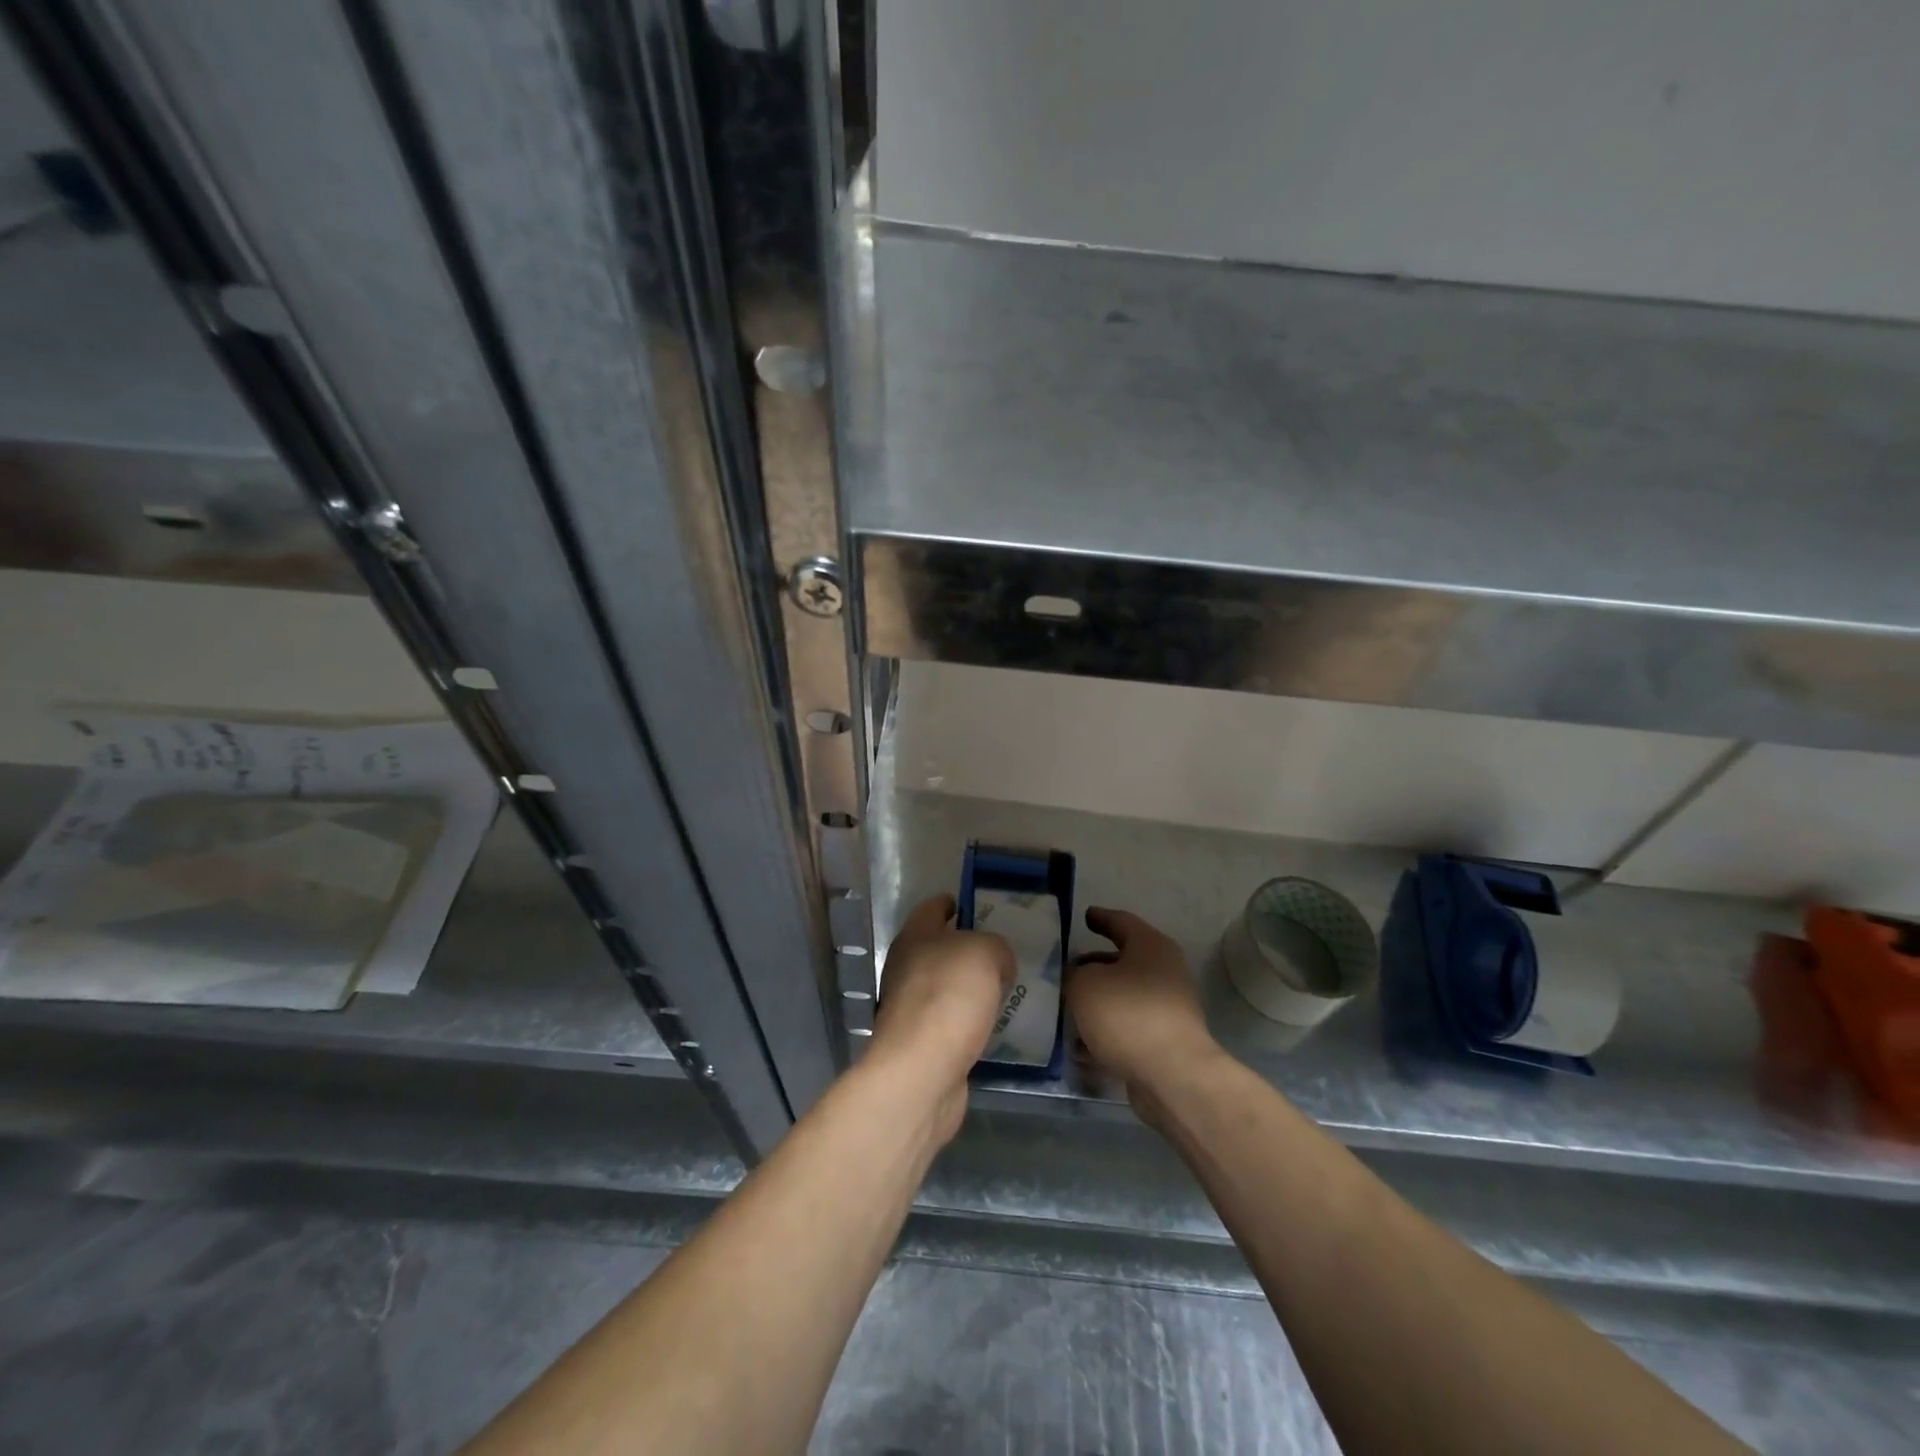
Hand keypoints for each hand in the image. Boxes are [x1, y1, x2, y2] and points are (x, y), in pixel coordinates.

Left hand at [869, 894, 1014, 1140]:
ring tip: (1006, 987)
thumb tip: (998, 962)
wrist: (922, 1071)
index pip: (932, 908)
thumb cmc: (949, 996)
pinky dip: (970, 1019)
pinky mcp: (922, 1042)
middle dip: (968, 947)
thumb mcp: (984, 952)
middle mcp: (906, 968)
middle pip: (939, 948)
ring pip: (946, 986)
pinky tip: (994, 1024)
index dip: (952, 903)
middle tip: (1004, 950)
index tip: (974, 904)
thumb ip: (995, 947)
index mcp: (914, 937)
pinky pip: (951, 1020)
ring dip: (971, 986)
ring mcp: (911, 1007)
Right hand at [1067, 907, 1220, 1099]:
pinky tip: (1079, 1047)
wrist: (1172, 1075)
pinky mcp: (1164, 1041)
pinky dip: (1105, 1033)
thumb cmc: (1127, 1014)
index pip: (1121, 921)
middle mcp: (1164, 972)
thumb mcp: (1085, 984)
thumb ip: (1074, 974)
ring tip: (1066, 1009)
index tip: (1085, 917)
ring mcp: (1167, 1008)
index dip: (1100, 918)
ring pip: (1124, 998)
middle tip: (1066, 969)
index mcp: (1151, 946)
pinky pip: (1128, 1029)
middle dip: (1094, 966)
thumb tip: (1077, 976)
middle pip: (1124, 961)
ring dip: (1098, 1003)